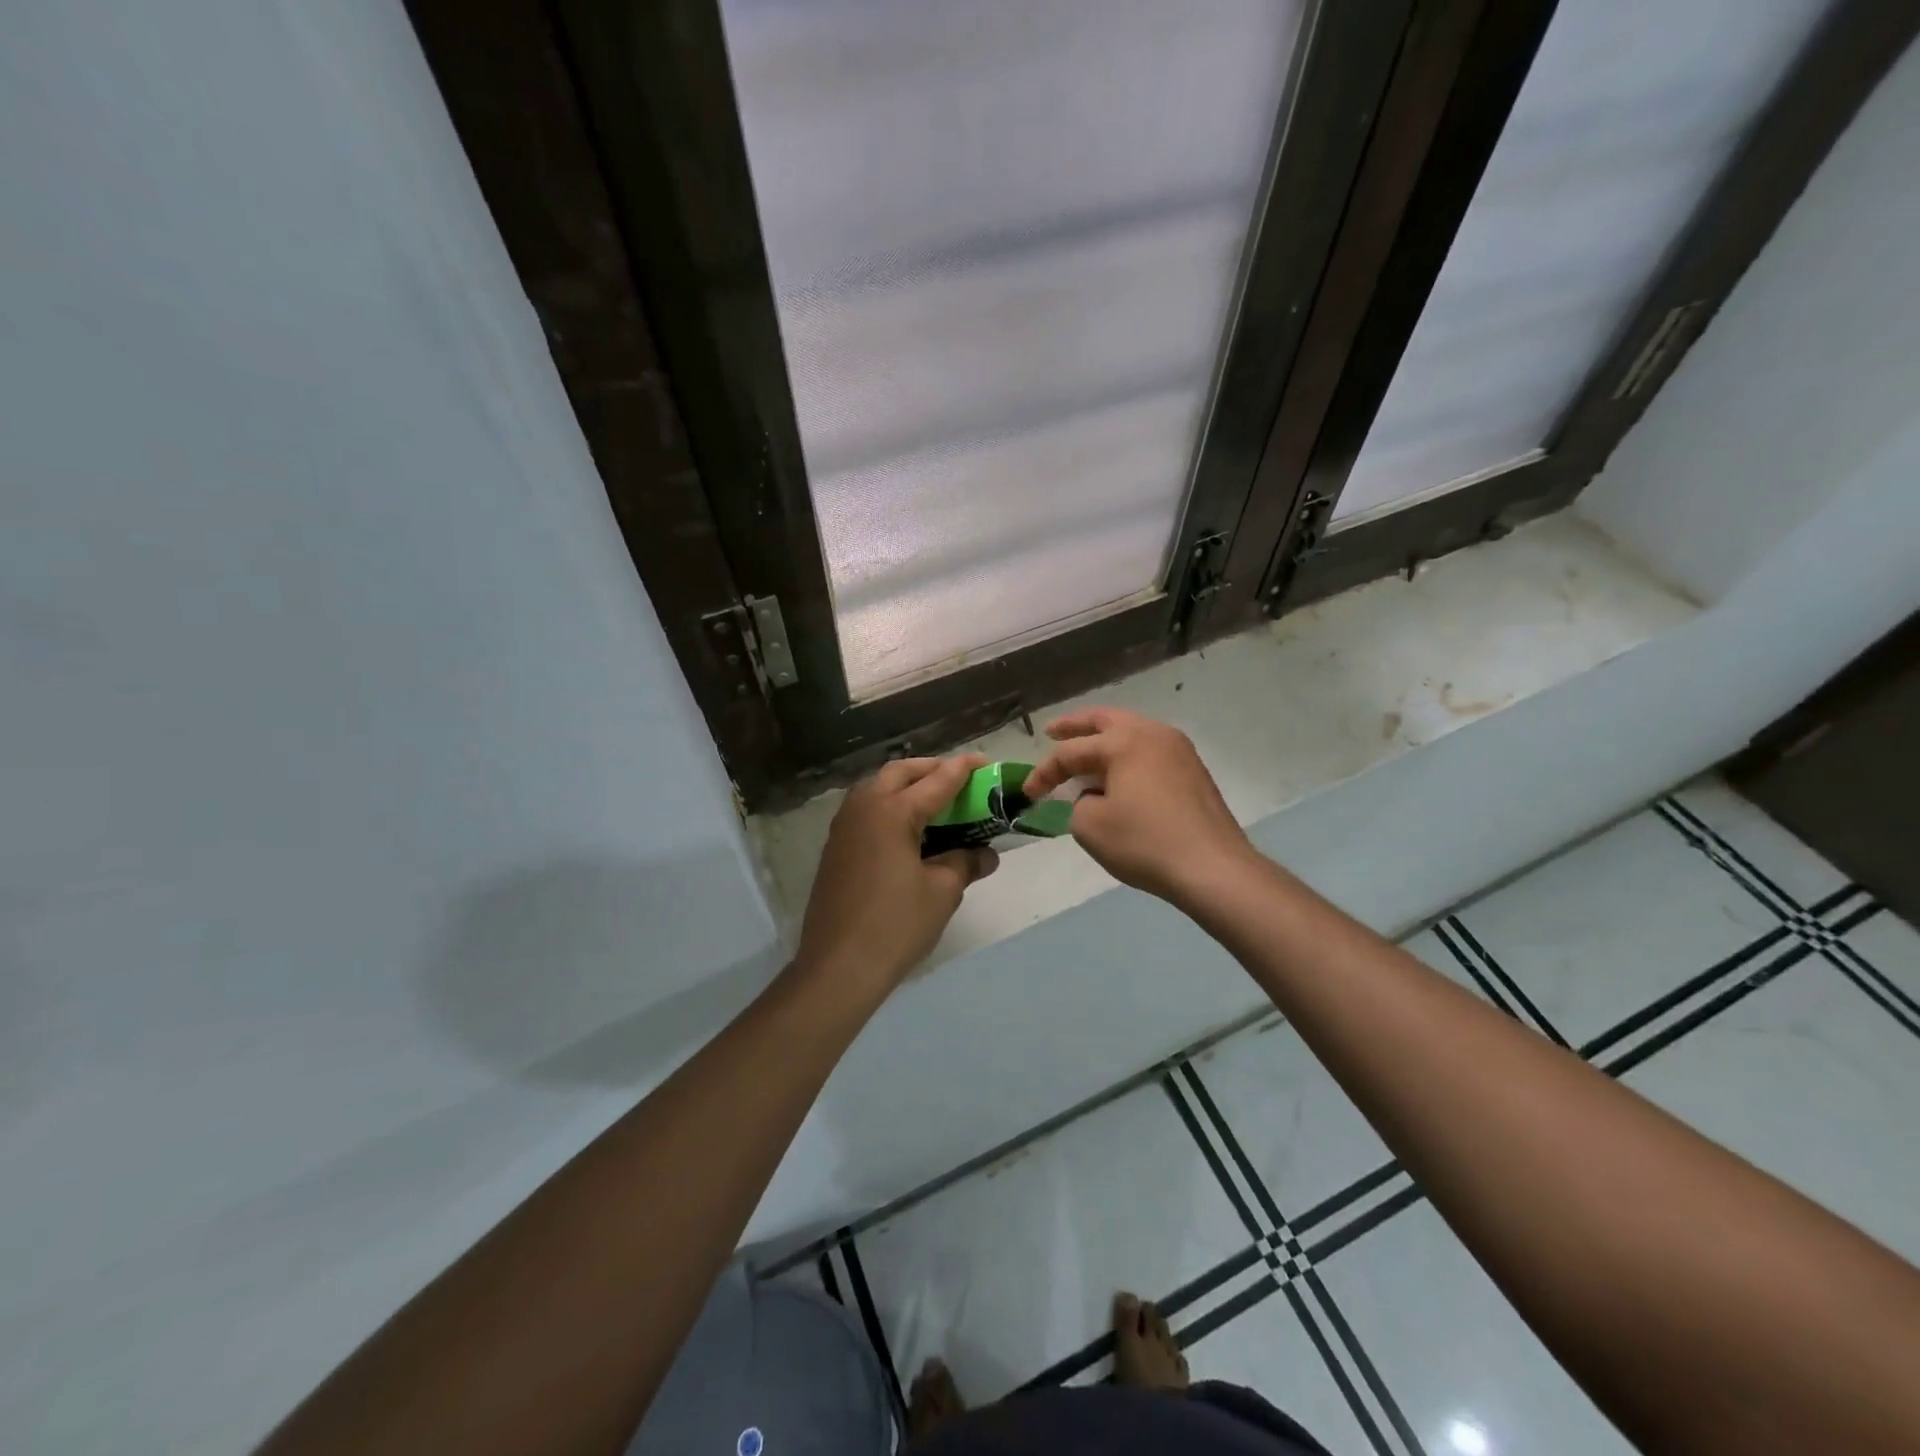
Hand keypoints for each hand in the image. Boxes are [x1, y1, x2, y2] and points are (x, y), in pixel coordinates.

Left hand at [794, 755, 998, 992]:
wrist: (837, 967)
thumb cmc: (896, 925)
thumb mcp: (942, 892)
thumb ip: (965, 862)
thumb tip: (986, 854)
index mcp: (893, 811)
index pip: (937, 781)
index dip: (963, 770)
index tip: (984, 762)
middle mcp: (864, 807)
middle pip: (900, 772)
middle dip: (930, 769)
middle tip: (958, 781)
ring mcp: (843, 827)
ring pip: (877, 788)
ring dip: (906, 786)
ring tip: (933, 802)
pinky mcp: (835, 848)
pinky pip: (866, 811)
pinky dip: (889, 807)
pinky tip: (906, 830)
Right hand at [1023, 708, 1253, 906]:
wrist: (1213, 868)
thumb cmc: (1145, 843)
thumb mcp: (1090, 826)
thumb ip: (1078, 804)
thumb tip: (1093, 798)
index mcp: (1124, 741)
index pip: (1071, 751)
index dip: (1044, 771)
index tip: (1029, 793)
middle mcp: (1152, 734)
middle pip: (1105, 720)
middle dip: (1075, 725)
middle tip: (1052, 731)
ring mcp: (1179, 750)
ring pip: (1132, 733)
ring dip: (1104, 741)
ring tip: (1084, 757)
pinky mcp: (1193, 772)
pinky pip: (1150, 752)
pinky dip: (1127, 757)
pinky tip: (1118, 778)